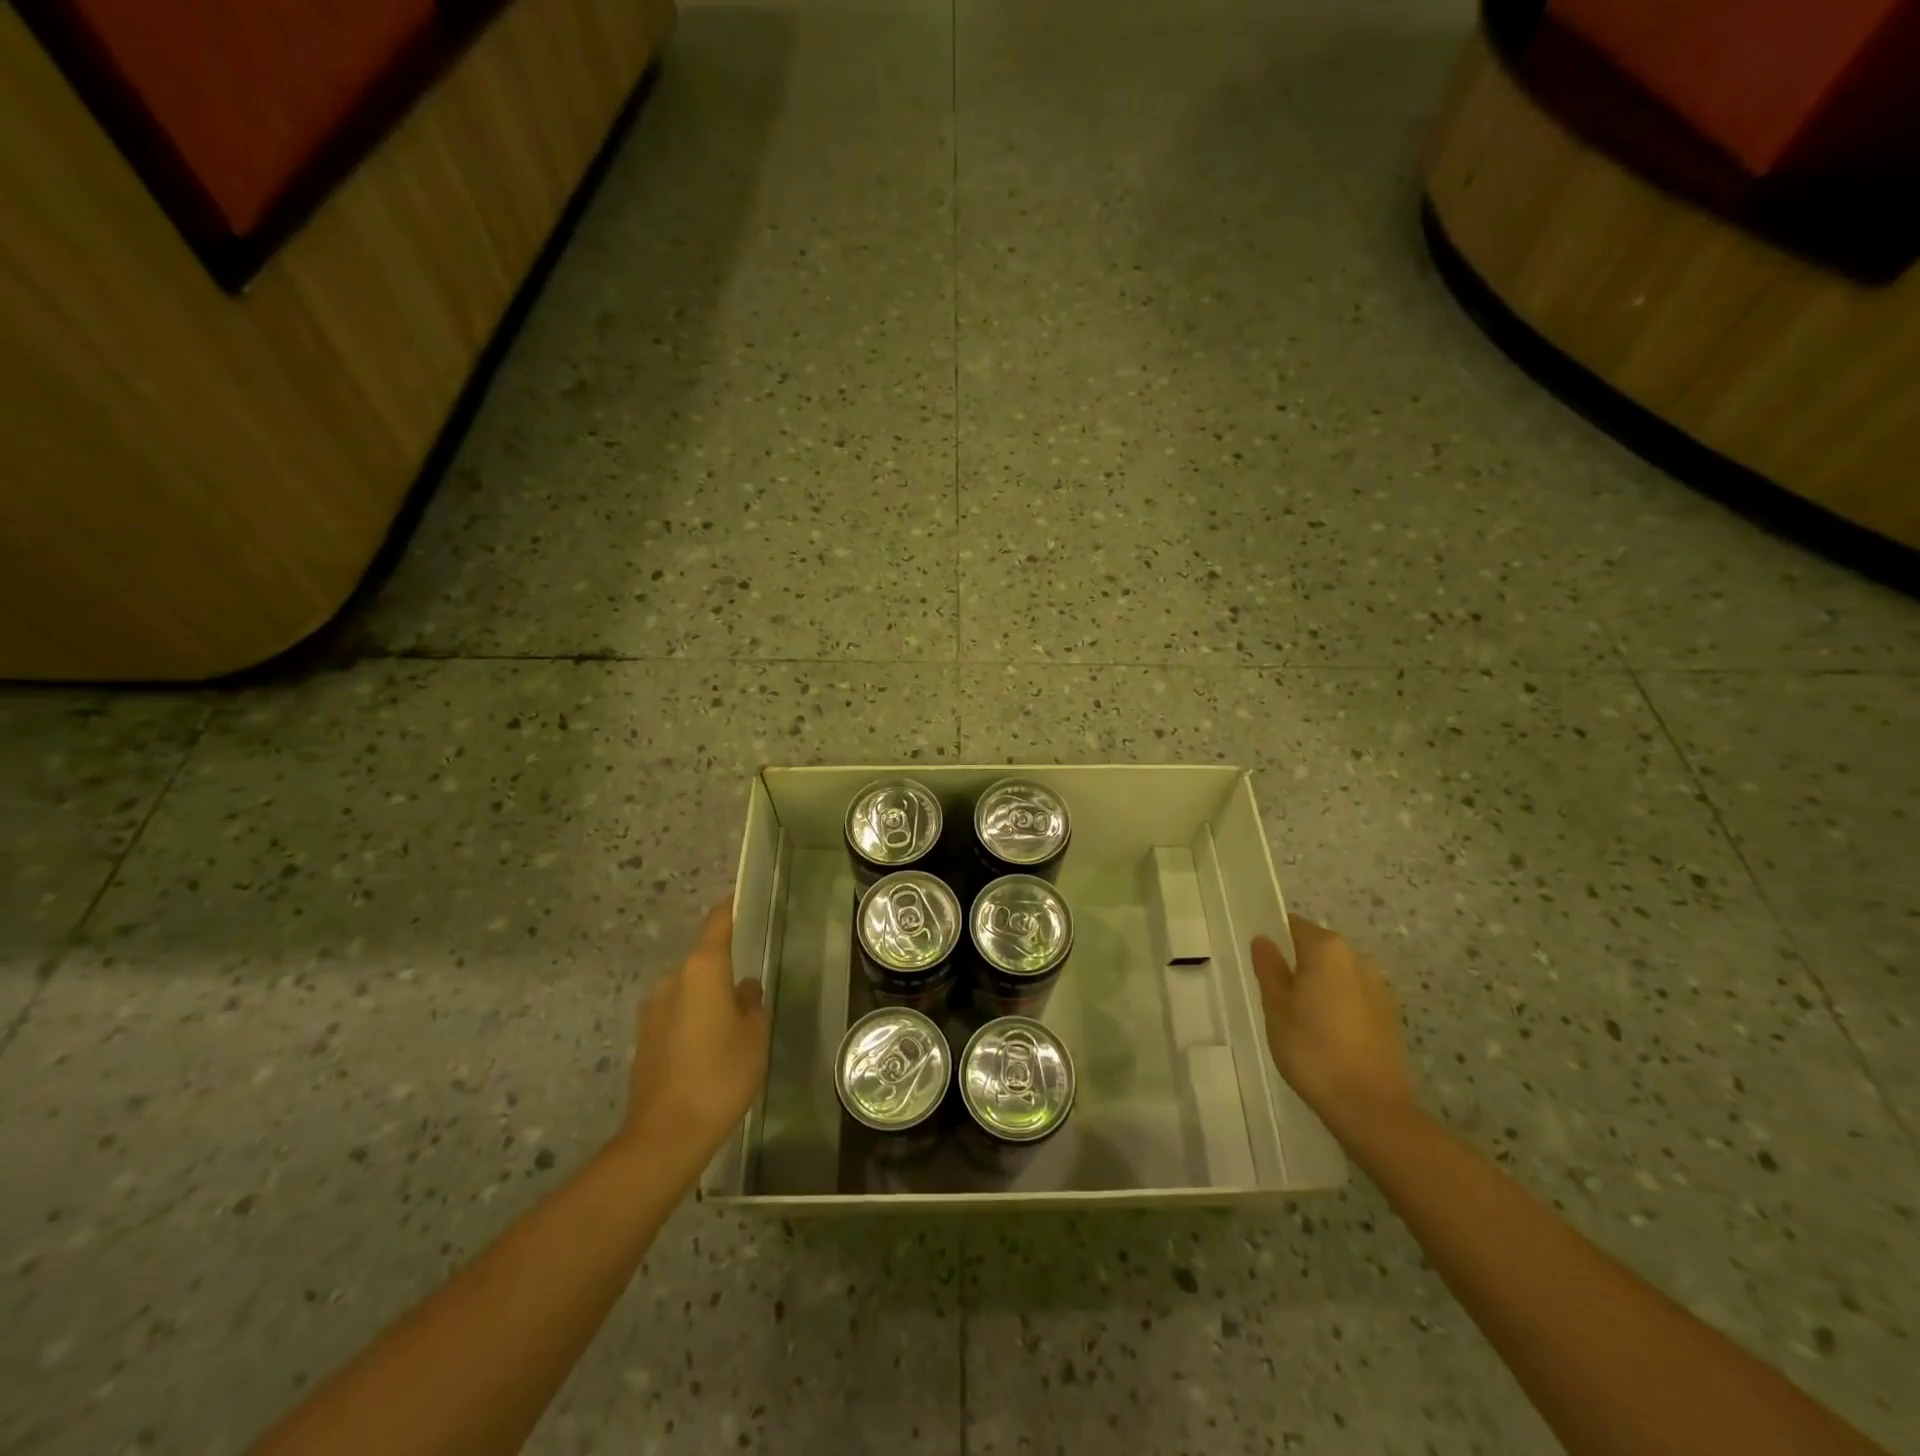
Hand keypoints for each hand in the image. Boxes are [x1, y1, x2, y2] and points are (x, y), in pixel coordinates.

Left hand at [620, 899, 769, 1166]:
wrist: (666, 1134)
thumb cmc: (721, 1075)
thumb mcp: (754, 1036)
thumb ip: (751, 1004)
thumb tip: (743, 990)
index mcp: (702, 969)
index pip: (717, 923)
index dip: (730, 908)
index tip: (742, 897)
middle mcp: (672, 979)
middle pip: (702, 959)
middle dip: (724, 969)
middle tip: (749, 989)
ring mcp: (652, 1009)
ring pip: (689, 989)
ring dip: (707, 998)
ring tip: (730, 1025)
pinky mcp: (643, 1037)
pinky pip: (675, 1013)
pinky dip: (692, 1019)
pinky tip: (708, 1048)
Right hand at [1251, 915, 1412, 1136]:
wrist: (1370, 1106)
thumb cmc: (1312, 1049)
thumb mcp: (1276, 1007)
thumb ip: (1269, 968)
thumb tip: (1263, 940)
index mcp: (1327, 950)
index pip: (1293, 926)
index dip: (1274, 939)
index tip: (1261, 963)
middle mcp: (1357, 959)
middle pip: (1318, 949)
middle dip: (1297, 964)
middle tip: (1275, 995)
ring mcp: (1379, 987)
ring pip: (1338, 974)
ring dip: (1319, 986)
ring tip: (1299, 1019)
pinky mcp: (1390, 1016)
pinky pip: (1354, 996)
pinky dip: (1338, 1005)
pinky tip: (1326, 1035)